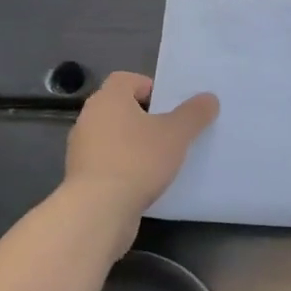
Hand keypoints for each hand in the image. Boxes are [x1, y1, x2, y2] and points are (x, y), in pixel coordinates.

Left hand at [64, 72, 218, 216]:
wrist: (99, 210)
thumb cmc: (138, 160)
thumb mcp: (176, 134)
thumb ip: (194, 113)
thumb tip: (209, 98)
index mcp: (108, 99)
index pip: (126, 79)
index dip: (150, 88)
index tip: (170, 106)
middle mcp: (90, 118)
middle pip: (121, 108)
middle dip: (145, 117)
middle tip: (171, 131)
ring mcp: (82, 148)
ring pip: (114, 136)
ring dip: (134, 143)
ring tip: (161, 159)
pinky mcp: (82, 176)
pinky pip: (108, 161)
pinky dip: (124, 166)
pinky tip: (144, 181)